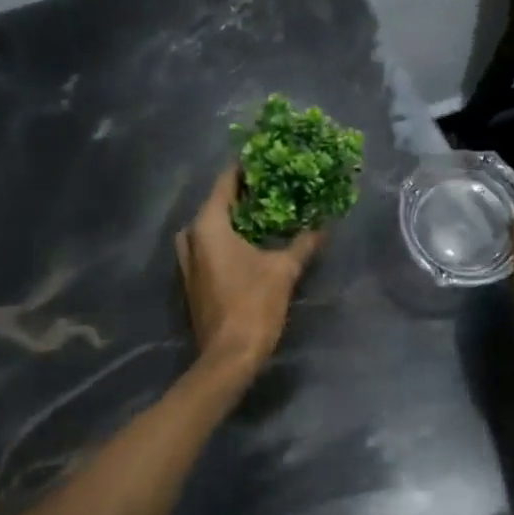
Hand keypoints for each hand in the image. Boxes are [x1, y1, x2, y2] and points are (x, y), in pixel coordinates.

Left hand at [175, 167, 324, 378]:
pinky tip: (253, 240)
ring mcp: (189, 260)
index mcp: (209, 226)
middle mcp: (192, 237)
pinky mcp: (194, 279)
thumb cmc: (253, 304)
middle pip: (216, 202)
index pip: (225, 182)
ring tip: (264, 211)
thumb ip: (303, 243)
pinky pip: (209, 244)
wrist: (228, 357)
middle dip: (243, 193)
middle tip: (272, 185)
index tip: (269, 157)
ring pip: (211, 225)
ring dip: (234, 216)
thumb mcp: (284, 269)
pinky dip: (228, 236)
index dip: (246, 167)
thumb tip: (324, 224)